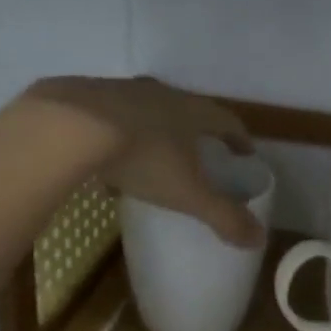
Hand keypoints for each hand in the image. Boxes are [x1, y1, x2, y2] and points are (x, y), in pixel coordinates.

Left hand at [23, 76, 263, 246]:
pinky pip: (109, 119)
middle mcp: (161, 94)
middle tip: (198, 155)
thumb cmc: (143, 156)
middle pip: (186, 111)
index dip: (238, 138)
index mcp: (192, 111)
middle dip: (194, 133)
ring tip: (150, 162)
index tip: (244, 153)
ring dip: (153, 133)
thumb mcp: (188, 193)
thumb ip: (223, 216)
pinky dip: (115, 139)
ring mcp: (122, 91)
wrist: (71, 126)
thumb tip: (259, 239)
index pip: (226, 121)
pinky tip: (105, 163)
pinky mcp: (86, 97)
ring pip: (145, 112)